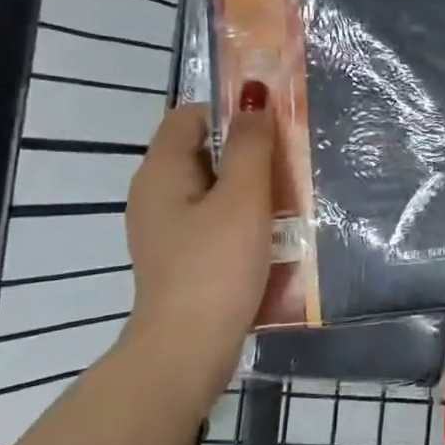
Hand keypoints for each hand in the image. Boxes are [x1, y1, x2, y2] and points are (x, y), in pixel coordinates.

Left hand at [124, 88, 273, 401]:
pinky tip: (271, 230)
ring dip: (249, 183)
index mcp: (160, 172)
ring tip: (289, 193)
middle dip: (246, 148)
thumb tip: (253, 96)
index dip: (229, 110)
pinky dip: (240, 214)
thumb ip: (250, 144)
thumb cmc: (216, 265)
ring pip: (212, 185)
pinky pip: (212, 216)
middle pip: (202, 150)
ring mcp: (166, 228)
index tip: (272, 124)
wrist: (188, 348)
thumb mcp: (242, 197)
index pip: (189, 116)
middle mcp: (155, 194)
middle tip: (290, 158)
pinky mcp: (181, 255)